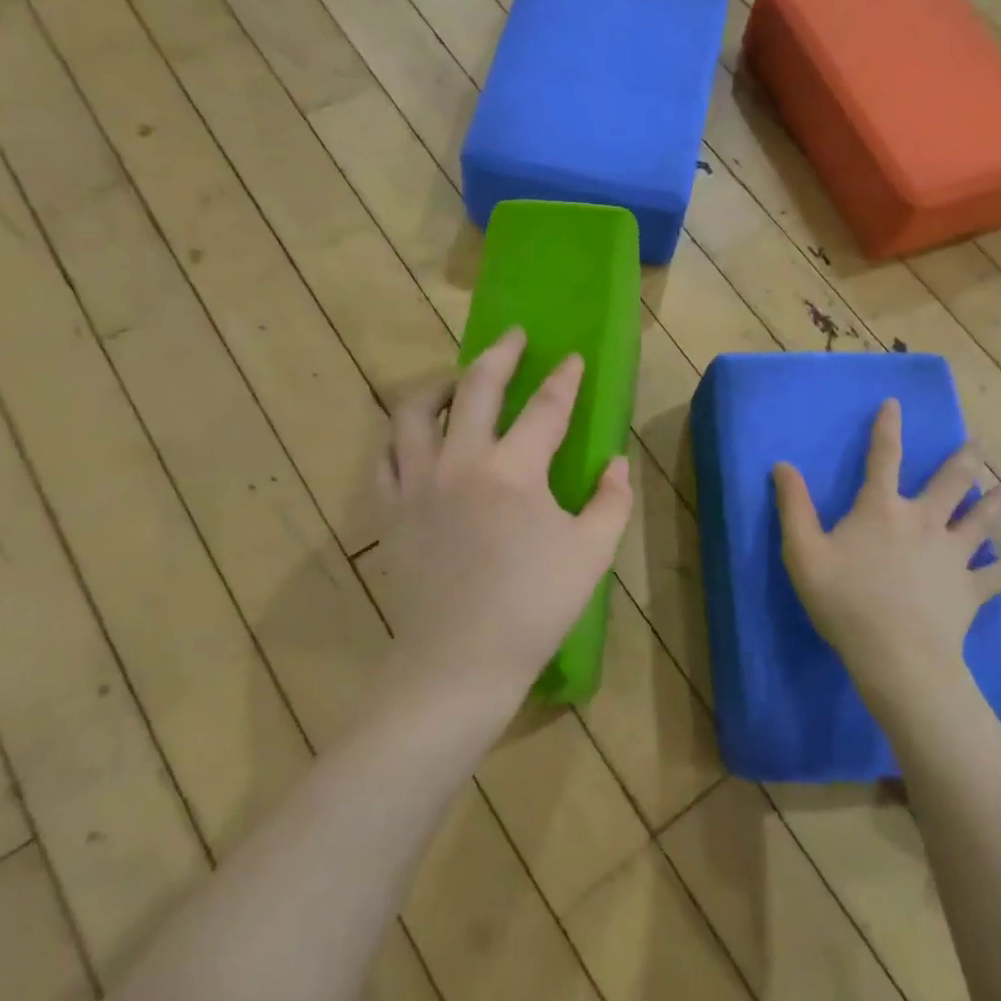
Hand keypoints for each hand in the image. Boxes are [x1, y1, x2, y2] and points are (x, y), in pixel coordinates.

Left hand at [375, 328, 632, 707]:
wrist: (459, 662)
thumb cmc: (534, 608)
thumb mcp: (591, 553)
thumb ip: (610, 500)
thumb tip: (614, 463)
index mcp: (514, 470)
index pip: (546, 408)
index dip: (564, 379)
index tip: (572, 358)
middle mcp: (460, 462)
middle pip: (477, 389)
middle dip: (499, 355)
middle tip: (513, 337)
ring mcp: (417, 484)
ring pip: (414, 412)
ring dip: (439, 386)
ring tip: (456, 383)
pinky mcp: (390, 511)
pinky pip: (385, 457)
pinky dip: (401, 438)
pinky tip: (415, 440)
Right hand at [774, 399, 1000, 715]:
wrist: (896, 654)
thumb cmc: (844, 600)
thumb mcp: (803, 552)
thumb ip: (793, 506)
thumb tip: (782, 465)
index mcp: (881, 509)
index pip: (883, 458)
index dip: (887, 428)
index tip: (895, 404)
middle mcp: (923, 521)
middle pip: (950, 482)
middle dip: (964, 460)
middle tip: (979, 445)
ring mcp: (952, 555)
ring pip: (981, 520)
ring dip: (996, 501)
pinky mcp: (970, 589)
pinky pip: (996, 573)